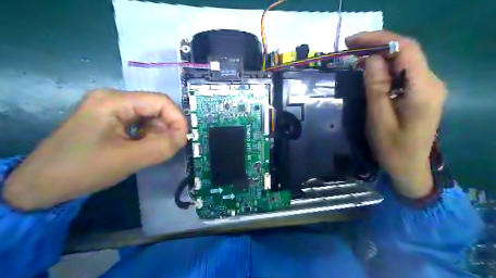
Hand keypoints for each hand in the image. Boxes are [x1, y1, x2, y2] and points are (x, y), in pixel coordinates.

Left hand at [3, 89, 188, 209]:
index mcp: (114, 101)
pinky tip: (141, 150)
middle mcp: (113, 99)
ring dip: (156, 135)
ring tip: (150, 152)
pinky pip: (139, 125)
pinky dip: (147, 137)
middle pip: (155, 108)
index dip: (177, 119)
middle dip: (166, 129)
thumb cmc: (82, 170)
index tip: (184, 140)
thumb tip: (184, 137)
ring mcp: (110, 109)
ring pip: (149, 117)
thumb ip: (162, 147)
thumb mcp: (128, 159)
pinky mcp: (109, 121)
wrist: (40, 186)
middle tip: (168, 149)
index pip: (160, 101)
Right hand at [346, 31, 448, 197]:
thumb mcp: (378, 118)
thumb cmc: (392, 148)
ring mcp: (428, 87)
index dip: (378, 39)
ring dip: (380, 55)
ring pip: (404, 60)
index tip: (352, 42)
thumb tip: (371, 59)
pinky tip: (370, 71)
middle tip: (349, 48)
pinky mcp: (421, 93)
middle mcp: (431, 82)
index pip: (406, 49)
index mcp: (423, 89)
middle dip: (377, 44)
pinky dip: (385, 67)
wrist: (409, 168)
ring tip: (355, 57)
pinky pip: (403, 72)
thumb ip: (376, 87)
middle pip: (406, 51)